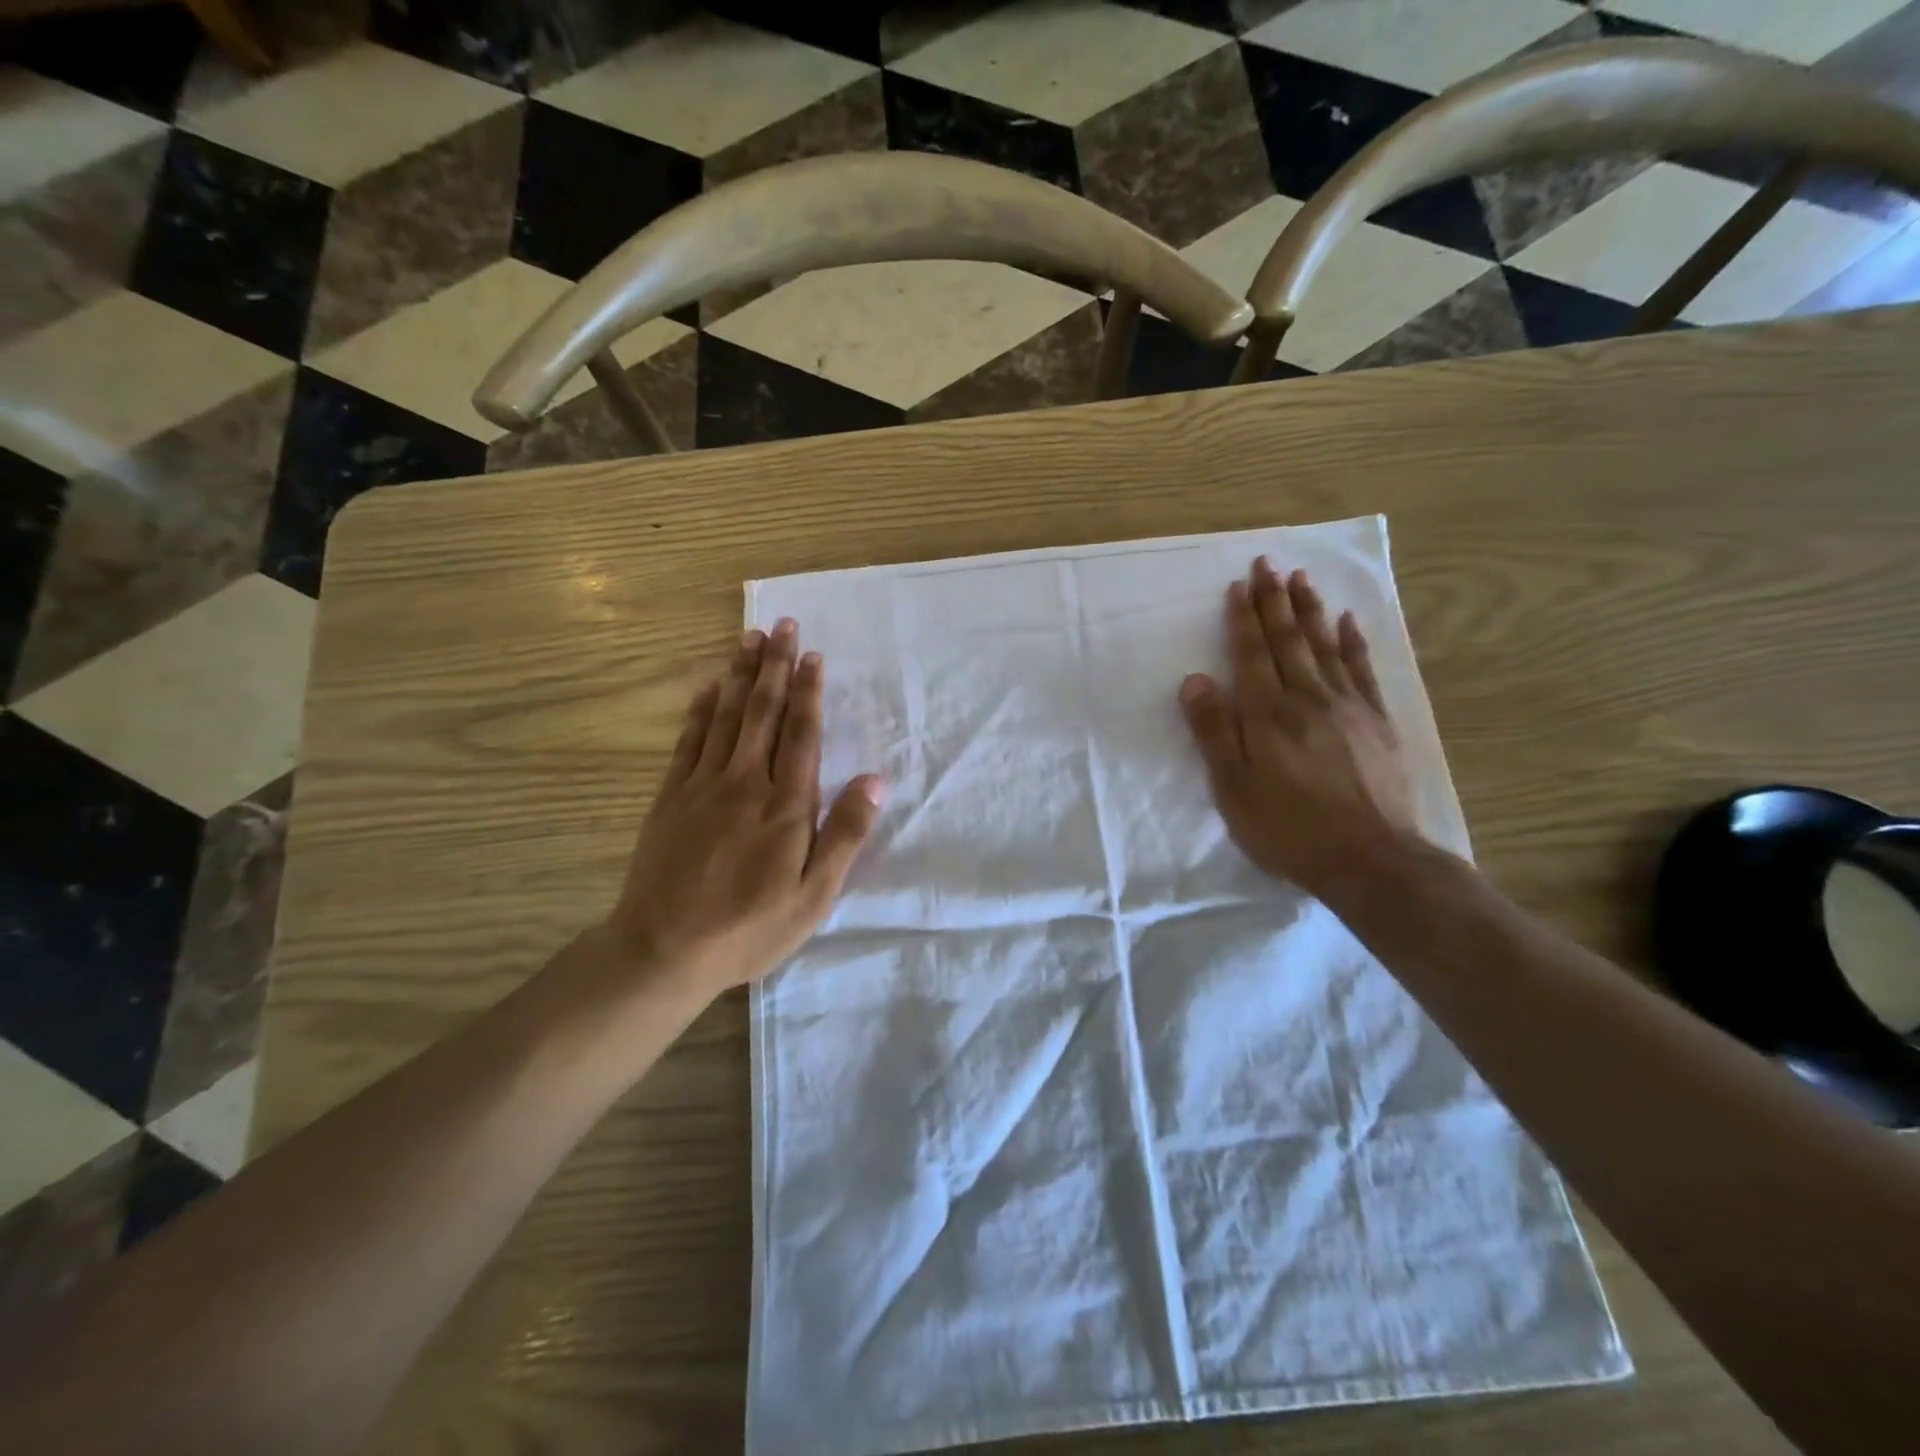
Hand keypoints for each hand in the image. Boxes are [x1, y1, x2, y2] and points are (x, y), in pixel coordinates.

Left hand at [602, 620, 882, 996]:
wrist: (663, 949)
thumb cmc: (750, 927)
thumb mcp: (814, 895)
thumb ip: (845, 834)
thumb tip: (875, 780)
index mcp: (786, 805)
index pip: (801, 734)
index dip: (808, 692)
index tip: (811, 654)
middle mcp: (745, 782)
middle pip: (763, 712)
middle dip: (774, 666)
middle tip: (781, 625)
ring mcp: (702, 786)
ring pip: (725, 716)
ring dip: (739, 674)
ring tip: (748, 637)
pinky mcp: (671, 797)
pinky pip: (688, 740)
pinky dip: (700, 709)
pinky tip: (707, 687)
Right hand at [1179, 556, 1416, 896]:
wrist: (1369, 858)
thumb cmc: (1287, 827)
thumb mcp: (1232, 788)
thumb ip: (1213, 731)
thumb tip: (1195, 679)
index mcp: (1267, 714)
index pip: (1251, 654)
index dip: (1243, 618)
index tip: (1239, 585)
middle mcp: (1307, 698)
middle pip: (1288, 640)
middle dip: (1274, 600)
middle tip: (1268, 564)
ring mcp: (1347, 707)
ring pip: (1324, 646)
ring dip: (1310, 610)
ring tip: (1301, 579)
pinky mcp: (1377, 722)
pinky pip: (1362, 670)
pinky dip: (1353, 642)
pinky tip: (1348, 621)